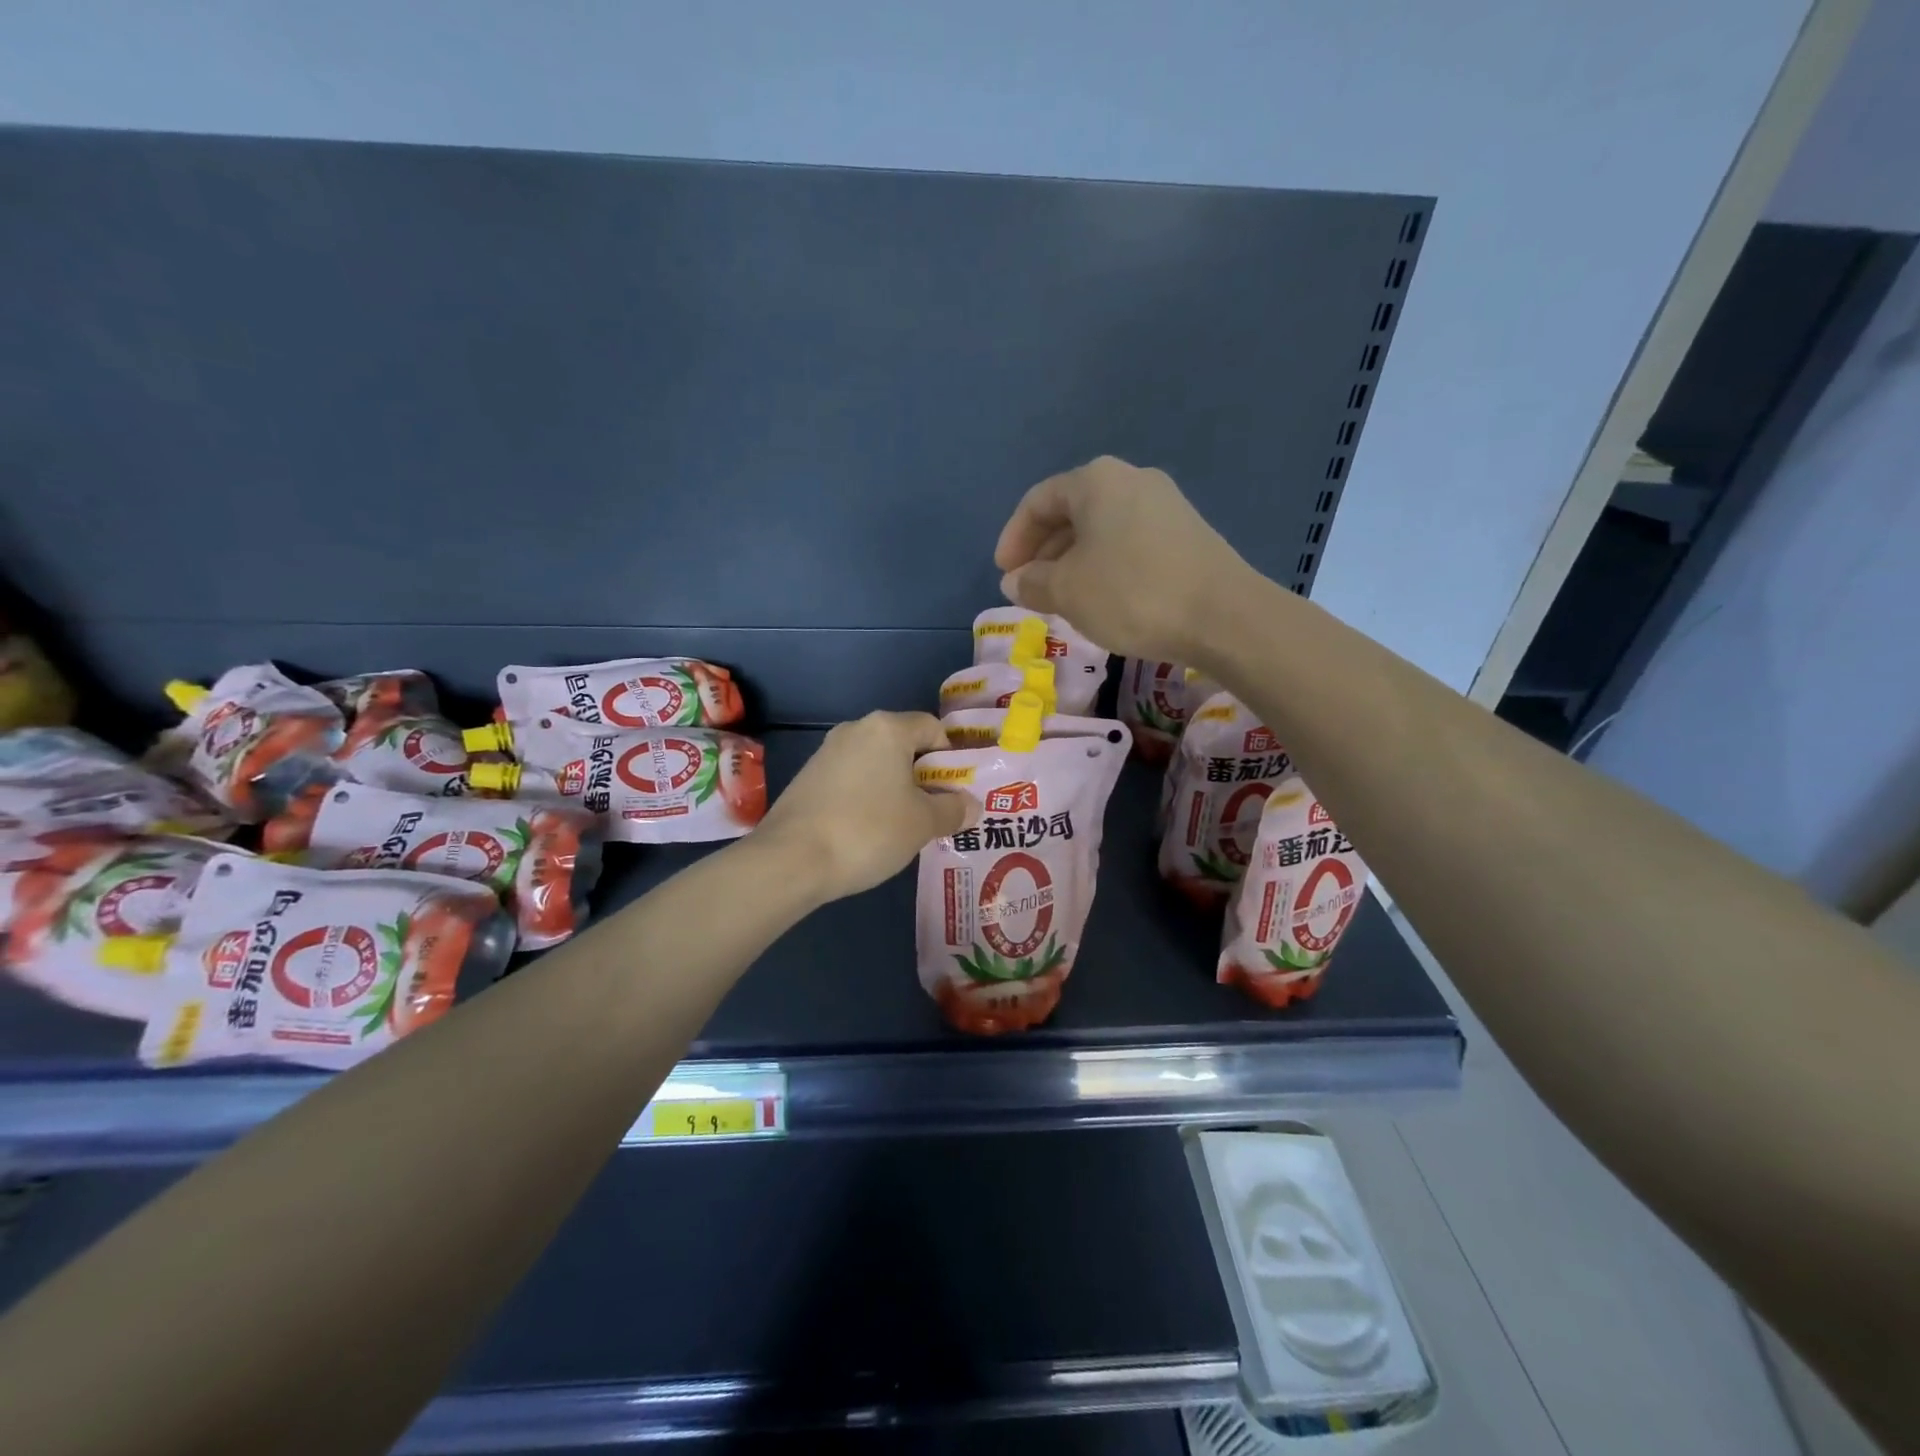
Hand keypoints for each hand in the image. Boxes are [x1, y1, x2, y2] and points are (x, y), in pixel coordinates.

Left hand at [755, 712, 978, 901]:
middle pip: (904, 745)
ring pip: (876, 764)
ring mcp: (826, 753)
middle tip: (935, 813)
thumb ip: (953, 810)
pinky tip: (867, 832)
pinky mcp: (807, 778)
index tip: (954, 793)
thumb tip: (972, 805)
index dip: (951, 758)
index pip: (933, 728)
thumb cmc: (869, 830)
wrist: (790, 859)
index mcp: (887, 728)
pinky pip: (851, 780)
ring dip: (895, 789)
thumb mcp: (923, 823)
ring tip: (902, 827)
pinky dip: (867, 798)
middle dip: (924, 776)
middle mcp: (855, 730)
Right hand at [994, 456, 1255, 662]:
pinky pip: (1129, 542)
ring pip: (1101, 529)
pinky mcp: (1187, 533)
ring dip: (1073, 561)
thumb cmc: (1132, 594)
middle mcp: (1131, 480)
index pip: (1038, 501)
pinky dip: (1105, 565)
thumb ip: (1033, 583)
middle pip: (1072, 511)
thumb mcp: (1068, 592)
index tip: (1004, 574)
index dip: (1013, 538)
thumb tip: (1015, 581)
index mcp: (1096, 481)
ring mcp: (1165, 505)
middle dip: (1044, 551)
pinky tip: (1103, 598)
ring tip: (1062, 598)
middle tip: (1030, 588)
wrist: (1224, 616)